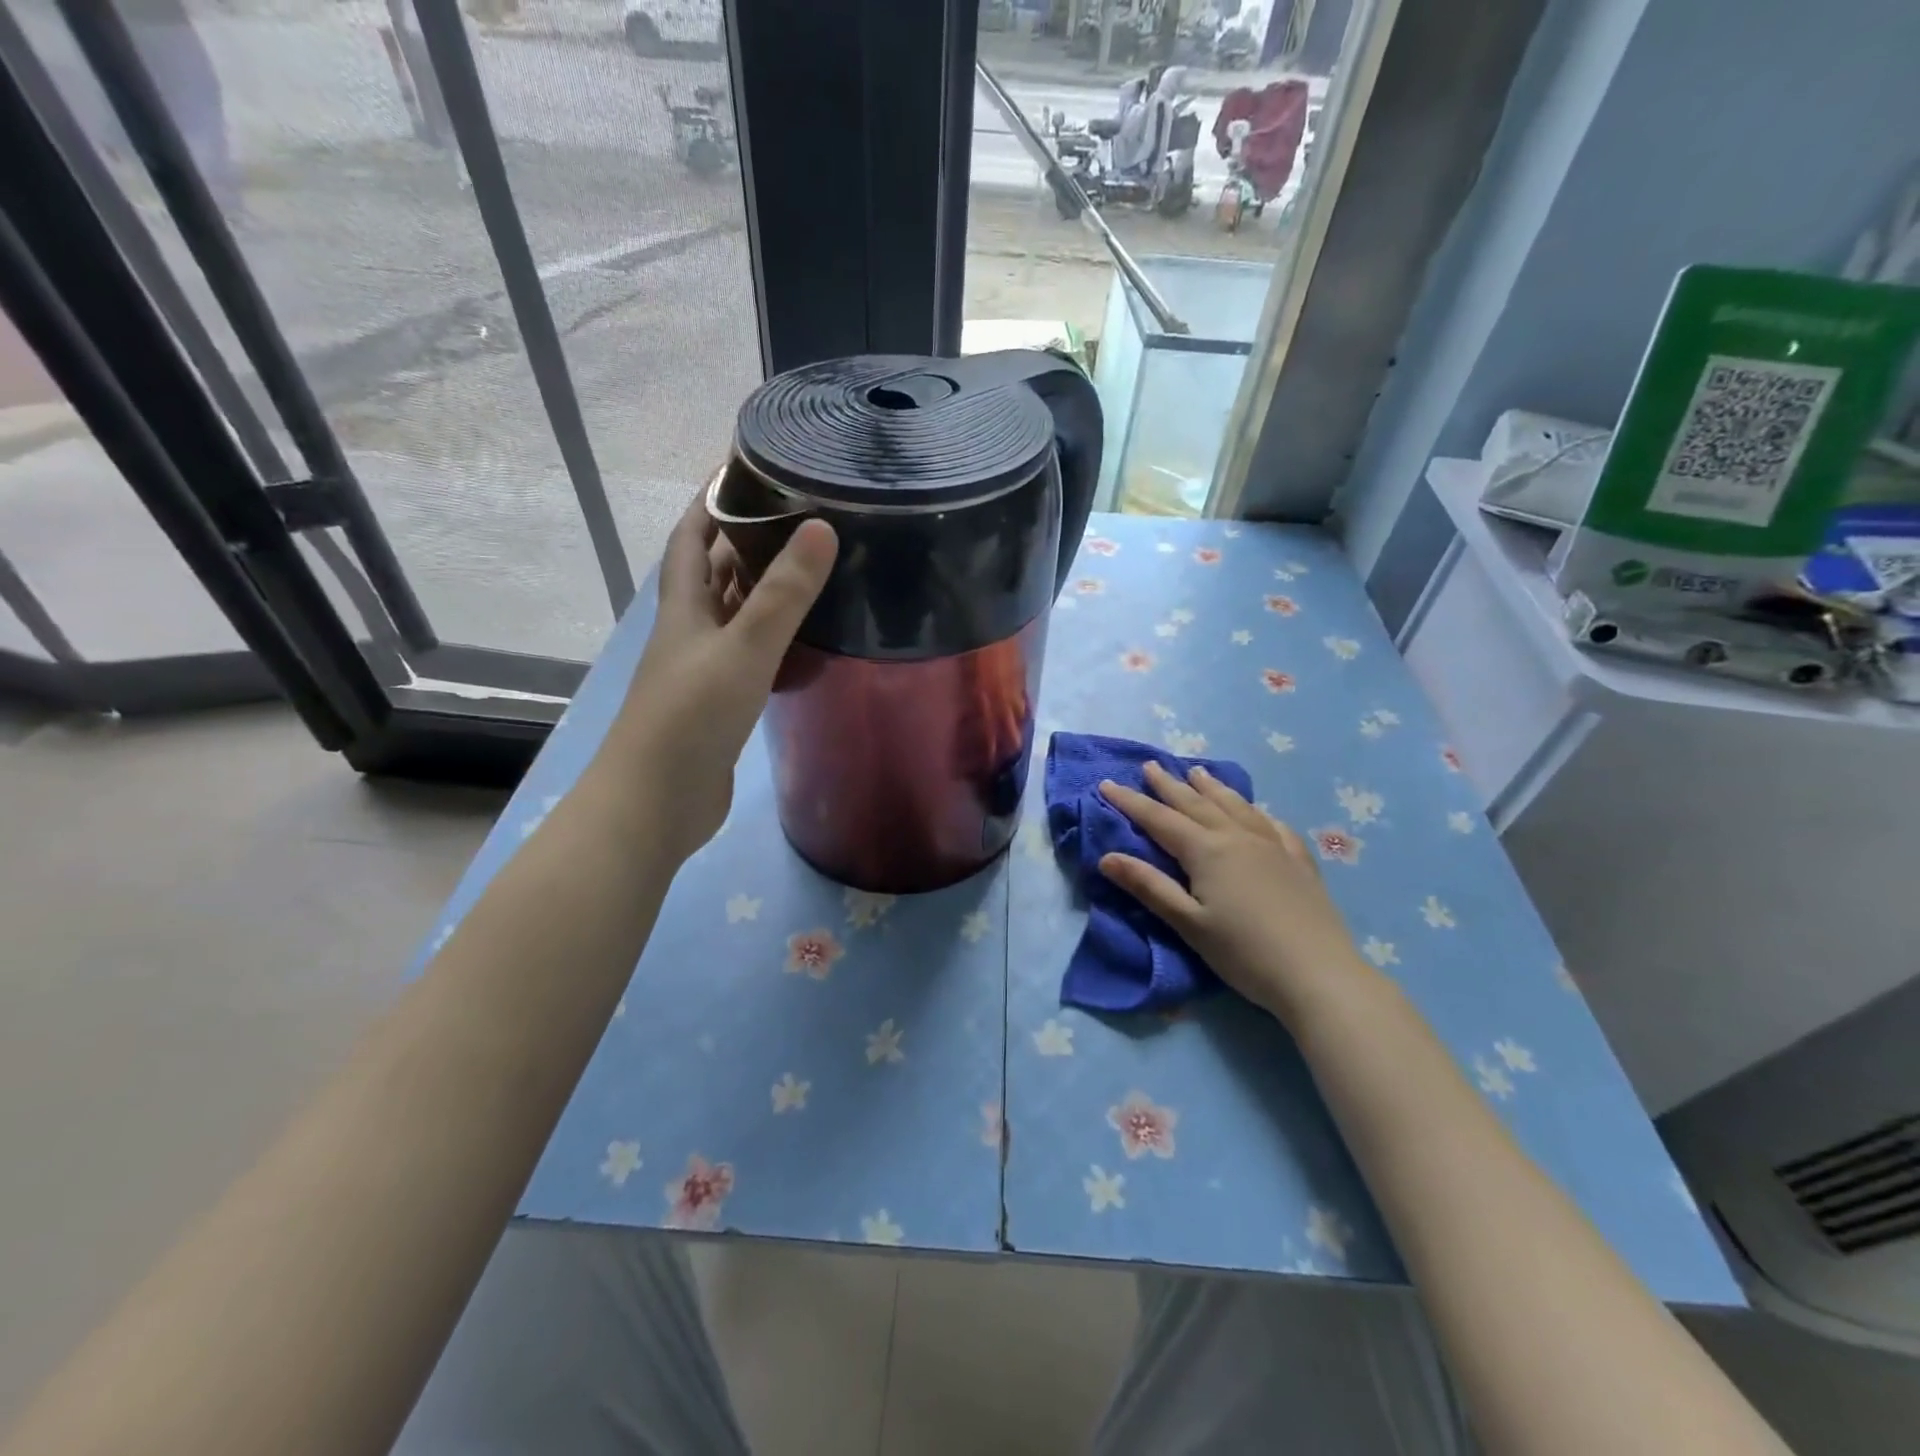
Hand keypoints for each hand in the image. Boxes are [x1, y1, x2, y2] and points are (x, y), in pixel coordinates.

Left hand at [604, 488, 836, 863]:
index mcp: (684, 606)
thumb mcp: (743, 648)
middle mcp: (690, 629)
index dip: (713, 496)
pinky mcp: (722, 702)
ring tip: (813, 564)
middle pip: (715, 570)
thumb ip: (783, 594)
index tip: (747, 464)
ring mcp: (704, 668)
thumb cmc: (692, 717)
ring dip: (764, 587)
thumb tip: (822, 527)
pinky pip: (751, 653)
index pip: (692, 533)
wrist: (656, 802)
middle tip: (801, 513)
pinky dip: (775, 636)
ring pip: (736, 613)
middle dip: (747, 536)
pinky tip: (806, 637)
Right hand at [1098, 762, 1375, 1023]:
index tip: (1106, 784)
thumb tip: (1107, 856)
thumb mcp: (1188, 924)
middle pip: (1196, 804)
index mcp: (1207, 851)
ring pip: (1235, 806)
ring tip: (1197, 771)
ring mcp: (1273, 845)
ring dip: (1212, 787)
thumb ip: (1149, 886)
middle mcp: (1238, 837)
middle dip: (1169, 785)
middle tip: (1149, 765)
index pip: (1159, 819)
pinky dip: (1255, 811)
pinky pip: (1272, 824)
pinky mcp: (1298, 861)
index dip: (1130, 801)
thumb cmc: (1244, 953)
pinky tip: (1255, 811)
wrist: (1319, 974)